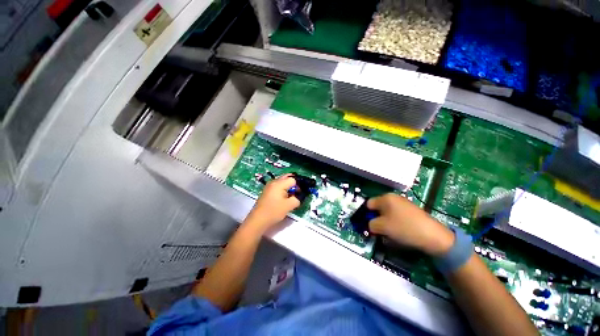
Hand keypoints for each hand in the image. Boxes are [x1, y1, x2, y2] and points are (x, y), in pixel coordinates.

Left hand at [244, 174, 300, 233]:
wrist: (258, 220)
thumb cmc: (274, 211)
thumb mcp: (289, 206)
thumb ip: (297, 199)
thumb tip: (298, 197)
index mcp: (279, 183)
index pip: (293, 179)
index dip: (298, 186)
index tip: (299, 194)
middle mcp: (273, 182)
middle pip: (287, 178)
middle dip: (293, 185)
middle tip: (296, 193)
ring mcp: (269, 186)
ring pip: (282, 182)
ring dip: (288, 187)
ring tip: (290, 197)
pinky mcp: (267, 191)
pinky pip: (277, 186)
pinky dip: (282, 190)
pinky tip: (283, 198)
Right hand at [367, 193, 454, 255]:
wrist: (433, 236)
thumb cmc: (404, 228)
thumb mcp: (382, 227)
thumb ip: (371, 224)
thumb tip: (370, 225)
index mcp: (386, 198)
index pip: (369, 204)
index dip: (366, 214)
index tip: (368, 225)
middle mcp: (394, 197)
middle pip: (378, 207)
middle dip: (376, 218)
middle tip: (379, 230)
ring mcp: (404, 203)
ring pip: (387, 212)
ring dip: (385, 221)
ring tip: (390, 232)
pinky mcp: (411, 210)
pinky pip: (397, 215)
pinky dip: (395, 222)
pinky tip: (400, 231)